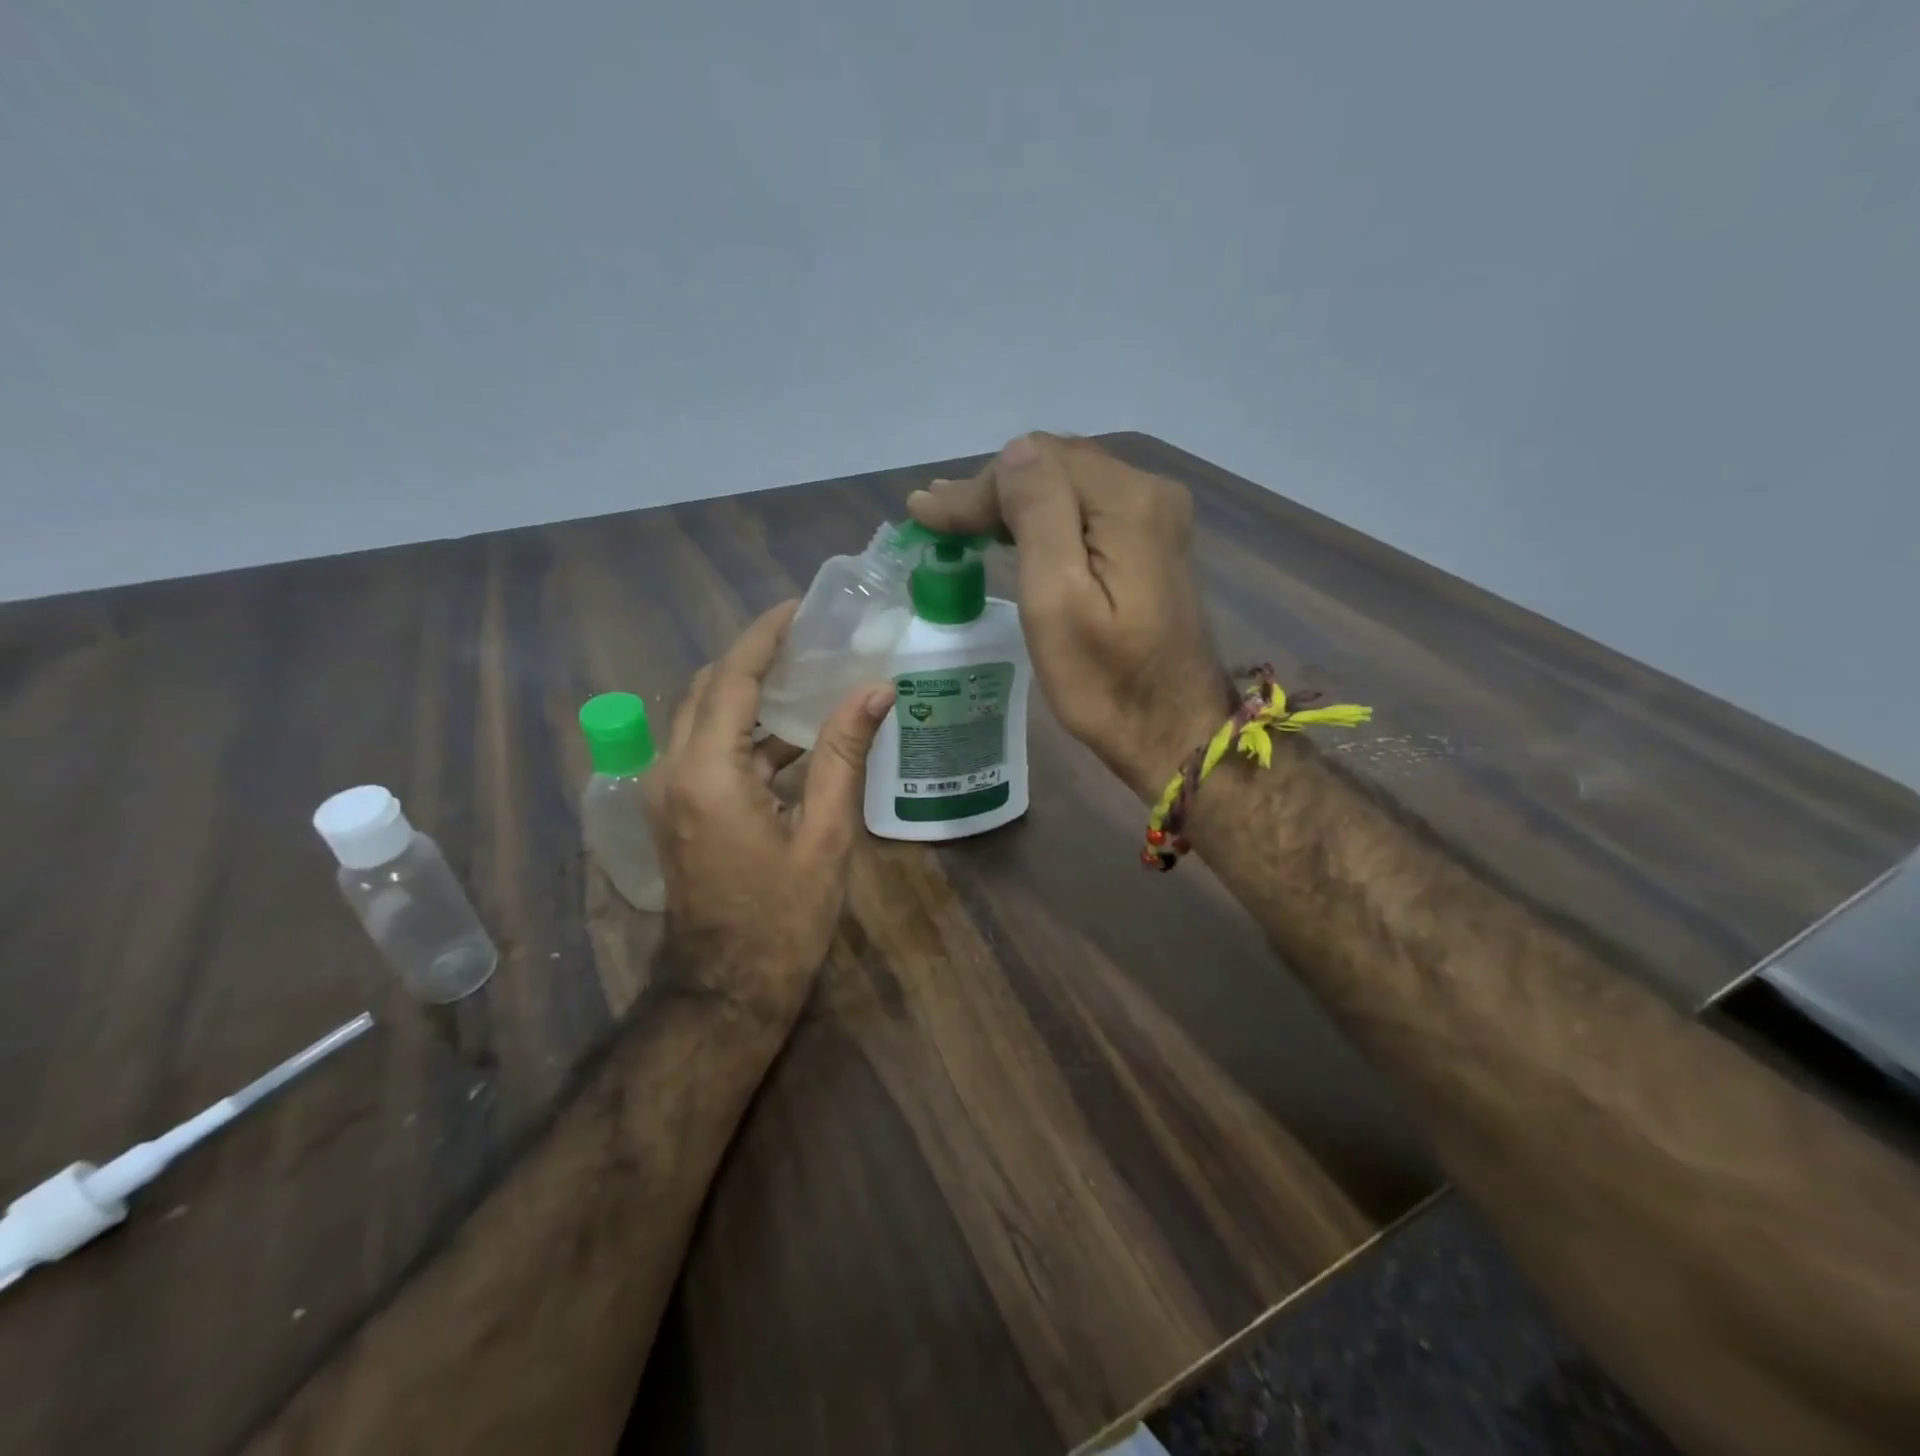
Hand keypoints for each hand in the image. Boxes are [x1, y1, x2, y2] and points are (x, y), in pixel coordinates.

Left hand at [644, 601, 894, 1021]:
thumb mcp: (825, 834)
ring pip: (702, 717)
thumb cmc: (783, 917)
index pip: (732, 677)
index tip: (801, 607)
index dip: (765, 635)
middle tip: (810, 640)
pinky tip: (793, 737)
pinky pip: (705, 749)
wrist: (726, 989)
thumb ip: (844, 754)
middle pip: (708, 688)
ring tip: (808, 677)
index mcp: (708, 772)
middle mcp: (672, 769)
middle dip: (755, 657)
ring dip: (749, 694)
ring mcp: (665, 791)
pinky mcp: (673, 809)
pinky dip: (744, 732)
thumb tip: (876, 689)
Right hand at [908, 434, 1229, 799]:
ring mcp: (1154, 518)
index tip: (924, 515)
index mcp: (1127, 502)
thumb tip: (1014, 452)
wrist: (1171, 731)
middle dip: (991, 489)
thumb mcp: (1057, 601)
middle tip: (934, 516)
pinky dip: (1042, 517)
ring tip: (957, 517)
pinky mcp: (1150, 544)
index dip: (977, 488)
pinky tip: (1010, 529)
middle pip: (1054, 466)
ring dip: (1013, 501)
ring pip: (1067, 486)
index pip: (1037, 463)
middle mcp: (1149, 492)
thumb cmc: (1104, 681)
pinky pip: (1085, 510)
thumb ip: (1038, 515)